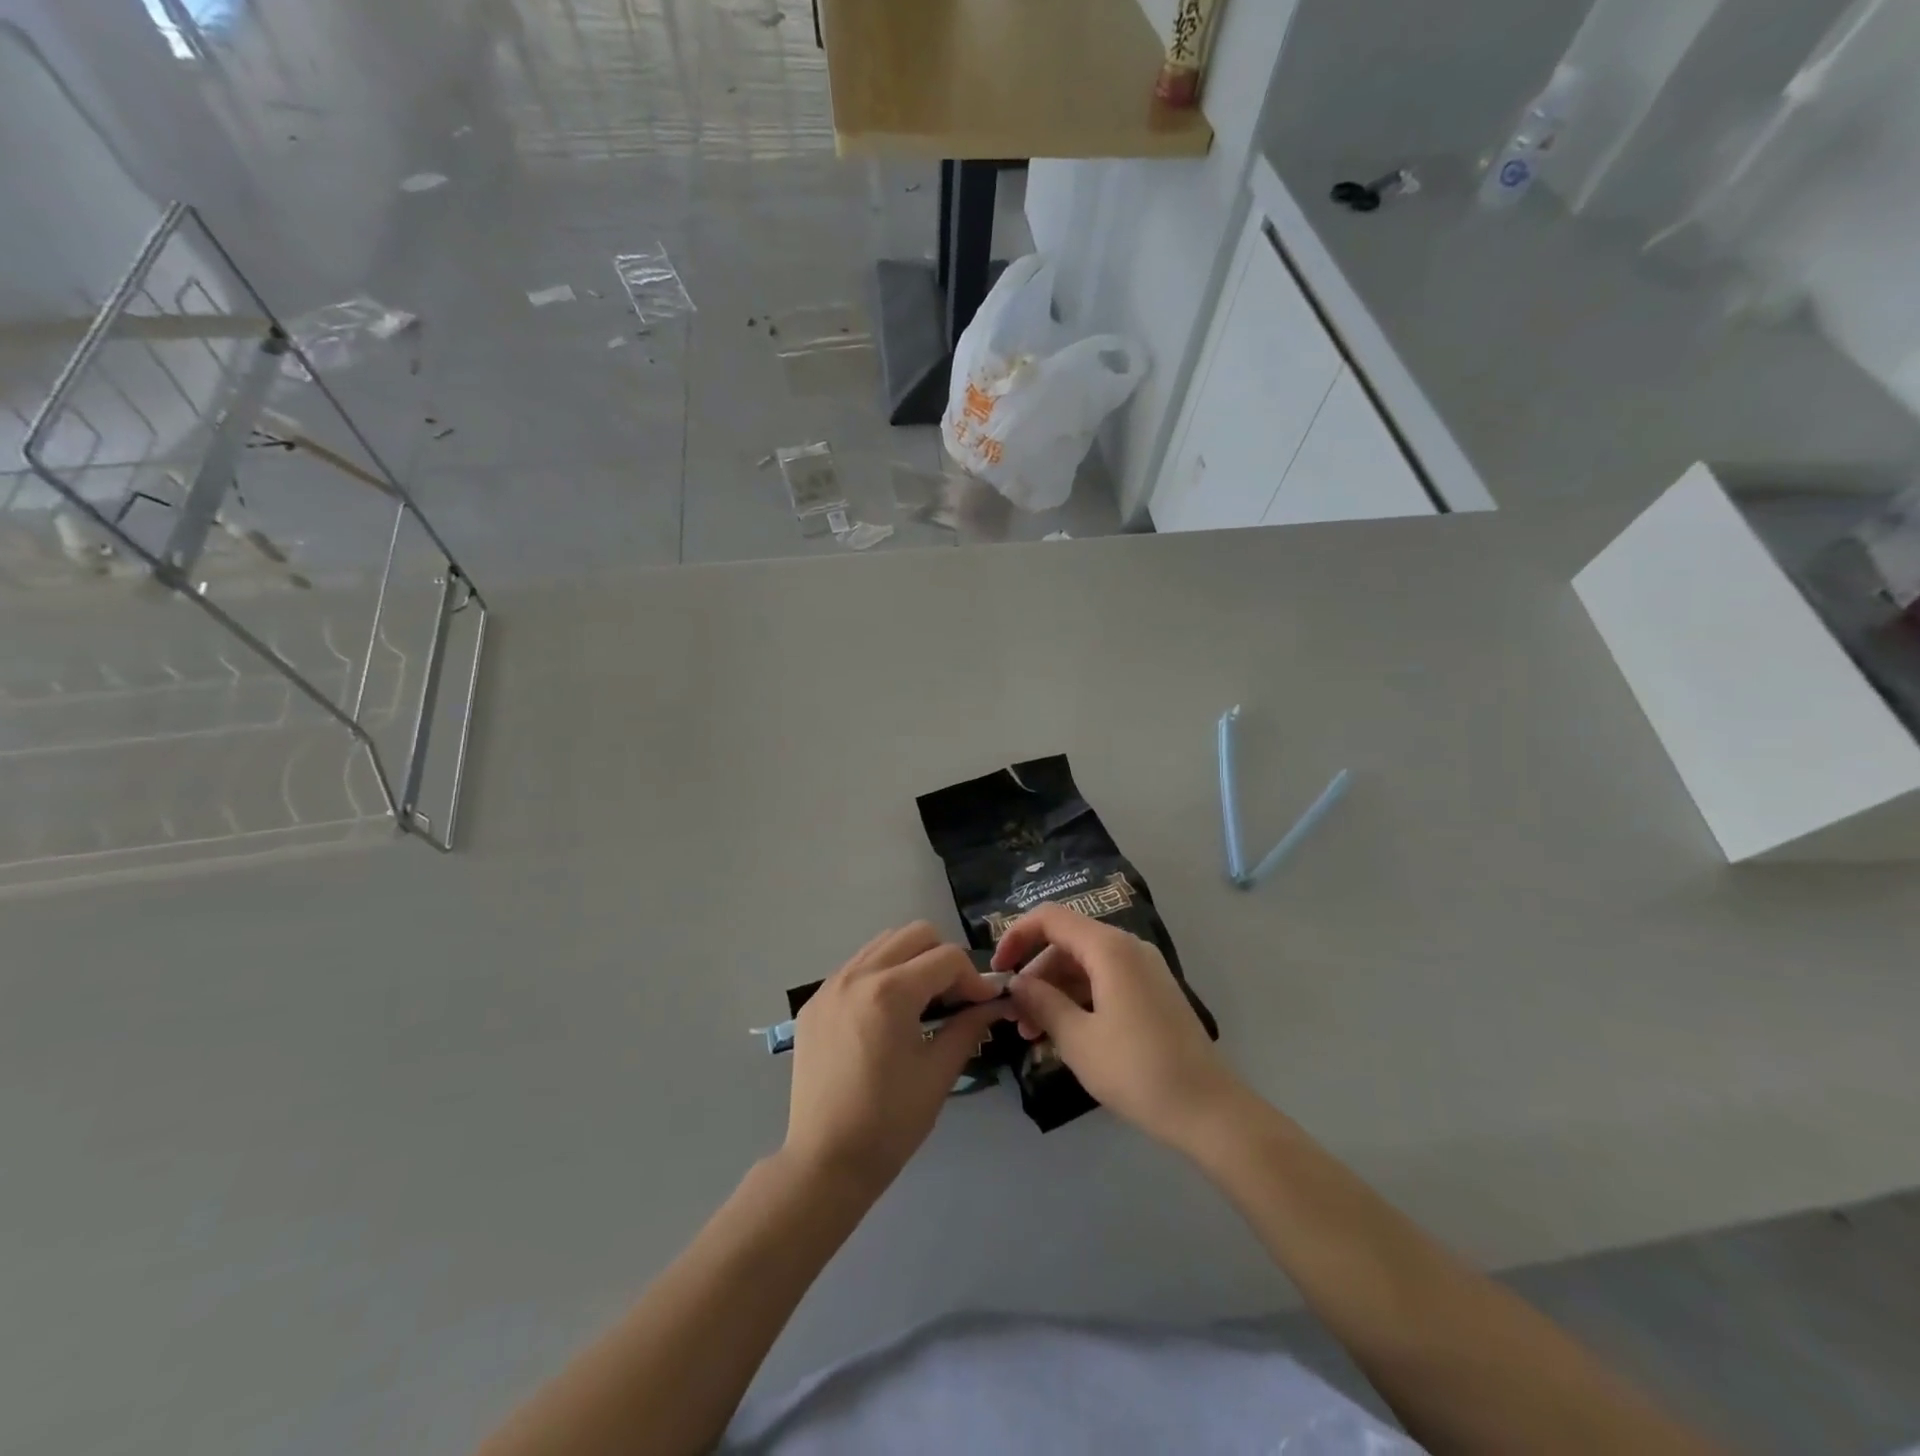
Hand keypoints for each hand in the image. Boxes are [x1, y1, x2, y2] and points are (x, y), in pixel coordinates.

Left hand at [784, 923, 1010, 1193]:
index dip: (974, 978)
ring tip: (922, 1003)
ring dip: (911, 961)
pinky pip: (856, 967)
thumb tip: (994, 1003)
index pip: (947, 957)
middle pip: (914, 934)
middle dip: (943, 958)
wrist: (825, 1161)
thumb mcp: (938, 1072)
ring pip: (883, 944)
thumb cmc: (890, 1122)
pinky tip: (887, 1015)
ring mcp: (830, 985)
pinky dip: (881, 975)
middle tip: (953, 998)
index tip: (985, 1004)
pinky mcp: (815, 1002)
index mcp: (891, 991)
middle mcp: (857, 975)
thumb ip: (968, 1026)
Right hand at [996, 904, 1242, 1148]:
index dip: (1017, 936)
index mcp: (1109, 948)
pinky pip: (1104, 981)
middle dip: (1035, 974)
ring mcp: (1144, 969)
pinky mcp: (1152, 992)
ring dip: (1054, 991)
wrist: (1208, 1110)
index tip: (998, 970)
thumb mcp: (1078, 1039)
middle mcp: (1128, 947)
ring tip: (1033, 1035)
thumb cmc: (1137, 1071)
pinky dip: (1079, 999)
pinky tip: (1064, 1035)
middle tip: (1014, 1017)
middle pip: (1066, 943)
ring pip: (1084, 965)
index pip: (1050, 918)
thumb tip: (1016, 984)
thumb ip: (1042, 1003)